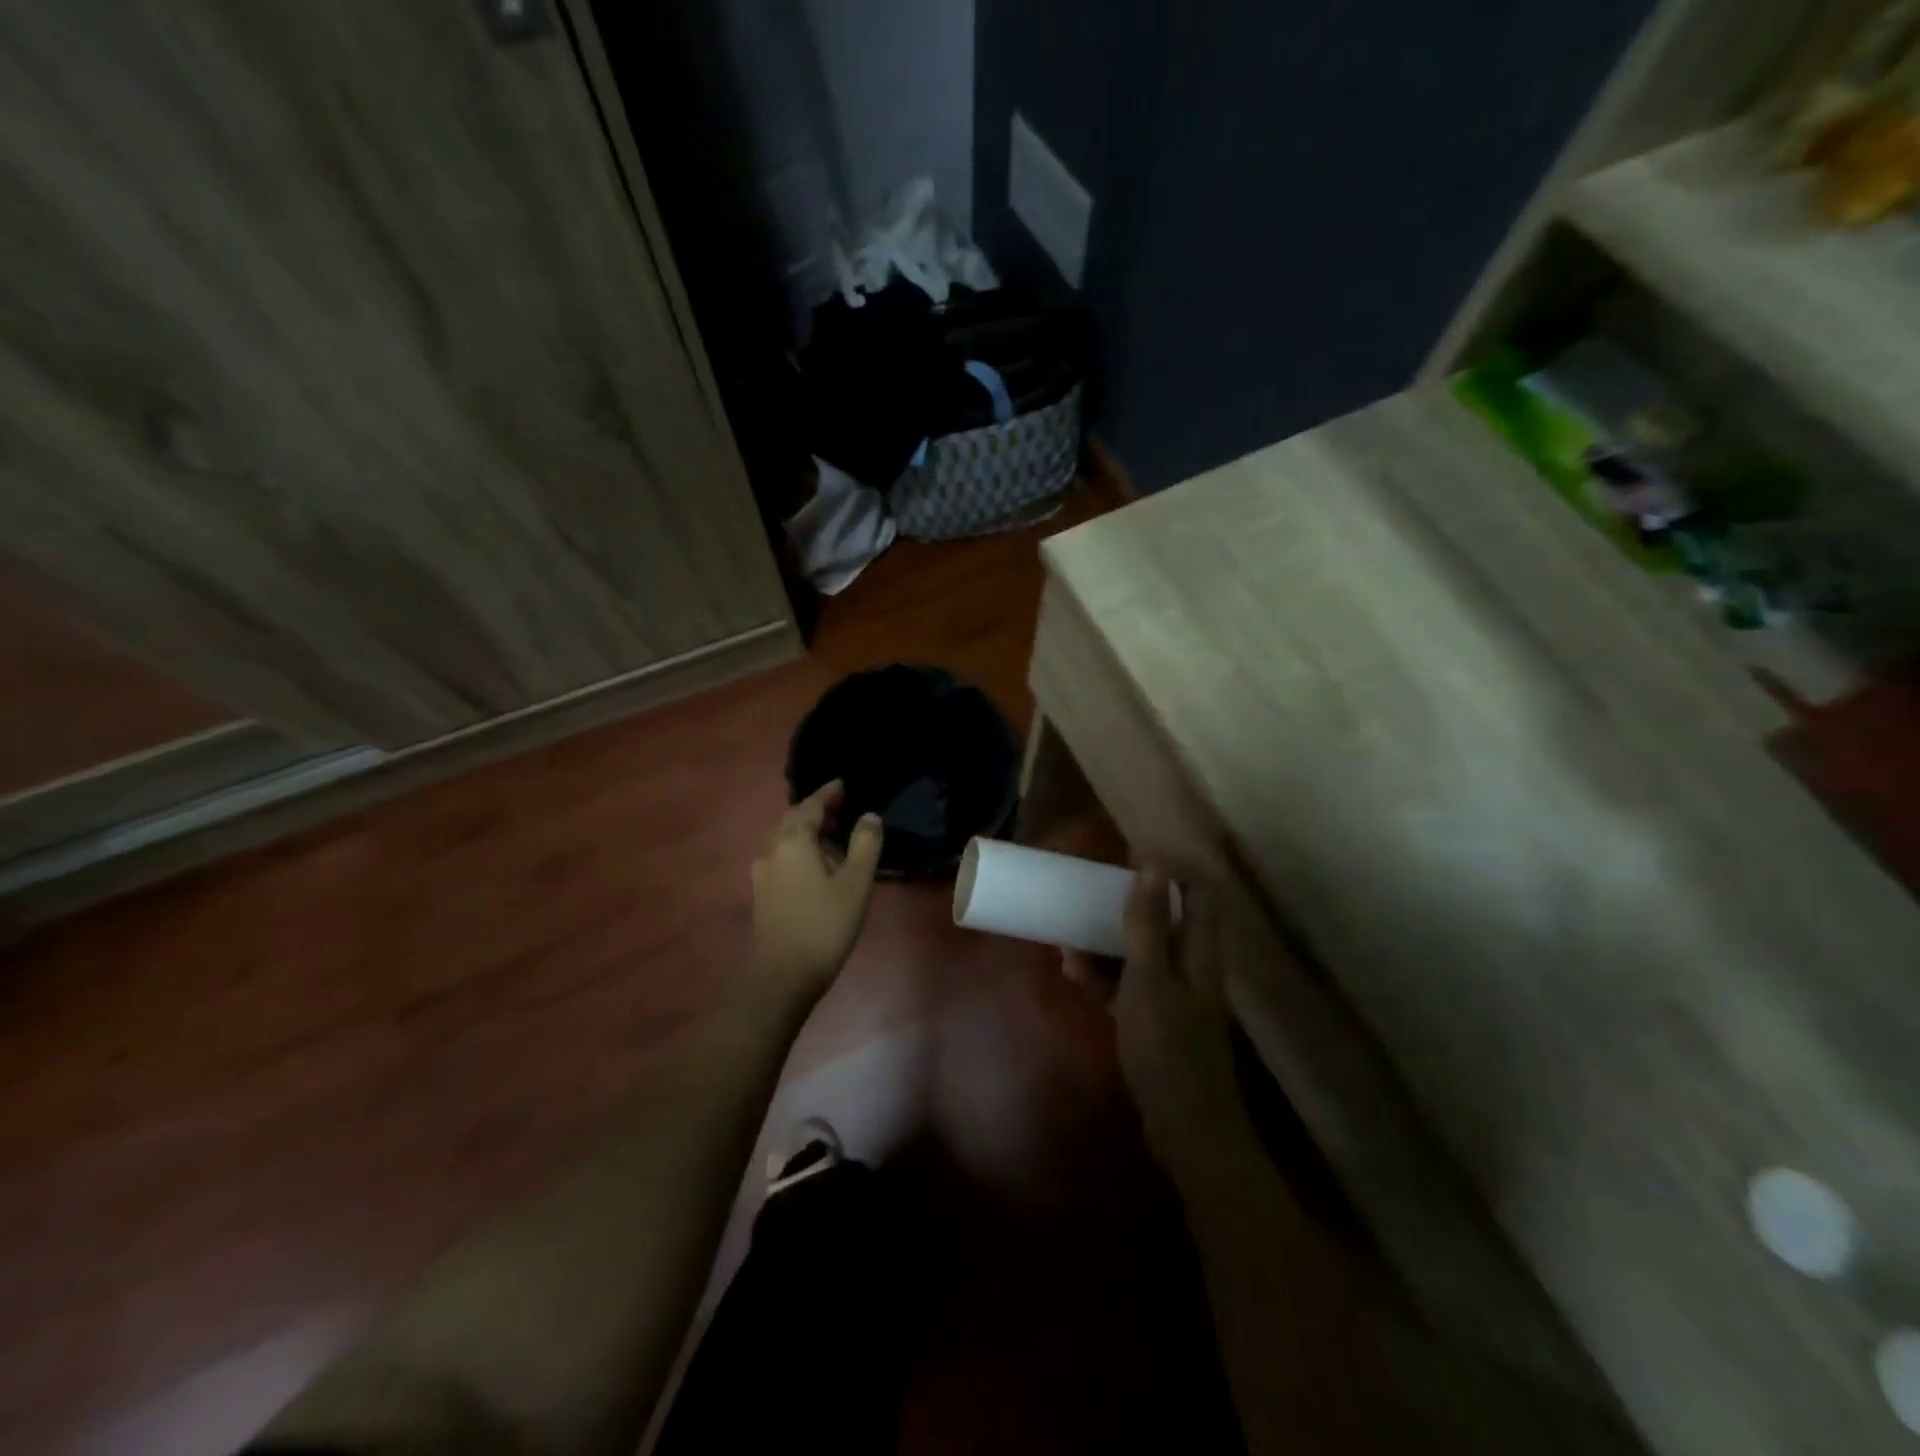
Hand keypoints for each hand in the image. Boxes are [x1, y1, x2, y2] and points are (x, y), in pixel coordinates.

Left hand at [752, 781, 883, 998]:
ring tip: (833, 838)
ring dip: (807, 832)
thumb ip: (865, 844)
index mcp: (793, 840)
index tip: (843, 784)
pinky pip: (781, 856)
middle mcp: (771, 848)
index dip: (828, 794)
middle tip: (843, 810)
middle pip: (793, 819)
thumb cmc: (826, 923)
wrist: (784, 974)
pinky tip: (816, 865)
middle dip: (817, 811)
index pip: (811, 805)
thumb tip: (869, 816)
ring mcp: (762, 871)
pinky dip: (799, 850)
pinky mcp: (762, 891)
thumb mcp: (856, 882)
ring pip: (785, 838)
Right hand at [1073, 868, 1243, 1174]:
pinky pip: (1129, 985)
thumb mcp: (1149, 979)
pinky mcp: (1158, 1022)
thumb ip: (1148, 923)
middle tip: (1089, 892)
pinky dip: (1105, 976)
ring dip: (1107, 942)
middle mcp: (1191, 967)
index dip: (1171, 869)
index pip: (1198, 893)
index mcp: (1199, 951)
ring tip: (1067, 939)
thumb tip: (1153, 863)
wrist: (1185, 1129)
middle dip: (1127, 904)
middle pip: (1166, 920)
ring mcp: (1175, 996)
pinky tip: (1075, 975)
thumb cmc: (1167, 1047)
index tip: (1130, 854)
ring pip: (1142, 953)